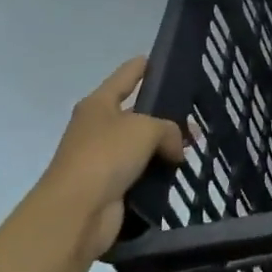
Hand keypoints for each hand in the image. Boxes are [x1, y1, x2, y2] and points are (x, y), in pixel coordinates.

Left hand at [34, 57, 184, 261]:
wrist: (75, 212)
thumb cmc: (106, 156)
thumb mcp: (146, 129)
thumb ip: (169, 129)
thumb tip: (175, 149)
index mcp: (99, 103)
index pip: (127, 75)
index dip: (145, 66)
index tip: (165, 60)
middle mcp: (98, 126)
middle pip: (137, 112)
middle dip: (165, 114)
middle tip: (196, 116)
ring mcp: (102, 157)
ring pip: (141, 144)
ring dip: (164, 146)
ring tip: (195, 146)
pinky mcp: (110, 185)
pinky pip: (140, 170)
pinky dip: (158, 170)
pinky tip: (180, 171)